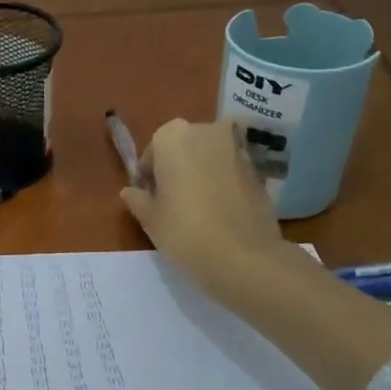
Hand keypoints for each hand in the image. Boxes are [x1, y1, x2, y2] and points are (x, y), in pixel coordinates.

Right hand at [121, 118, 297, 303]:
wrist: (244, 257)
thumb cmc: (185, 231)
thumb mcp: (150, 219)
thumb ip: (138, 199)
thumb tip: (130, 192)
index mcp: (173, 137)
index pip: (153, 149)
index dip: (150, 174)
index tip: (150, 197)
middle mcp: (207, 132)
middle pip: (185, 146)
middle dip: (177, 167)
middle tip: (172, 200)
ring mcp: (238, 149)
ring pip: (210, 157)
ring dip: (202, 173)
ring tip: (197, 208)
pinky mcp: (260, 170)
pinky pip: (231, 171)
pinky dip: (223, 183)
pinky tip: (220, 212)